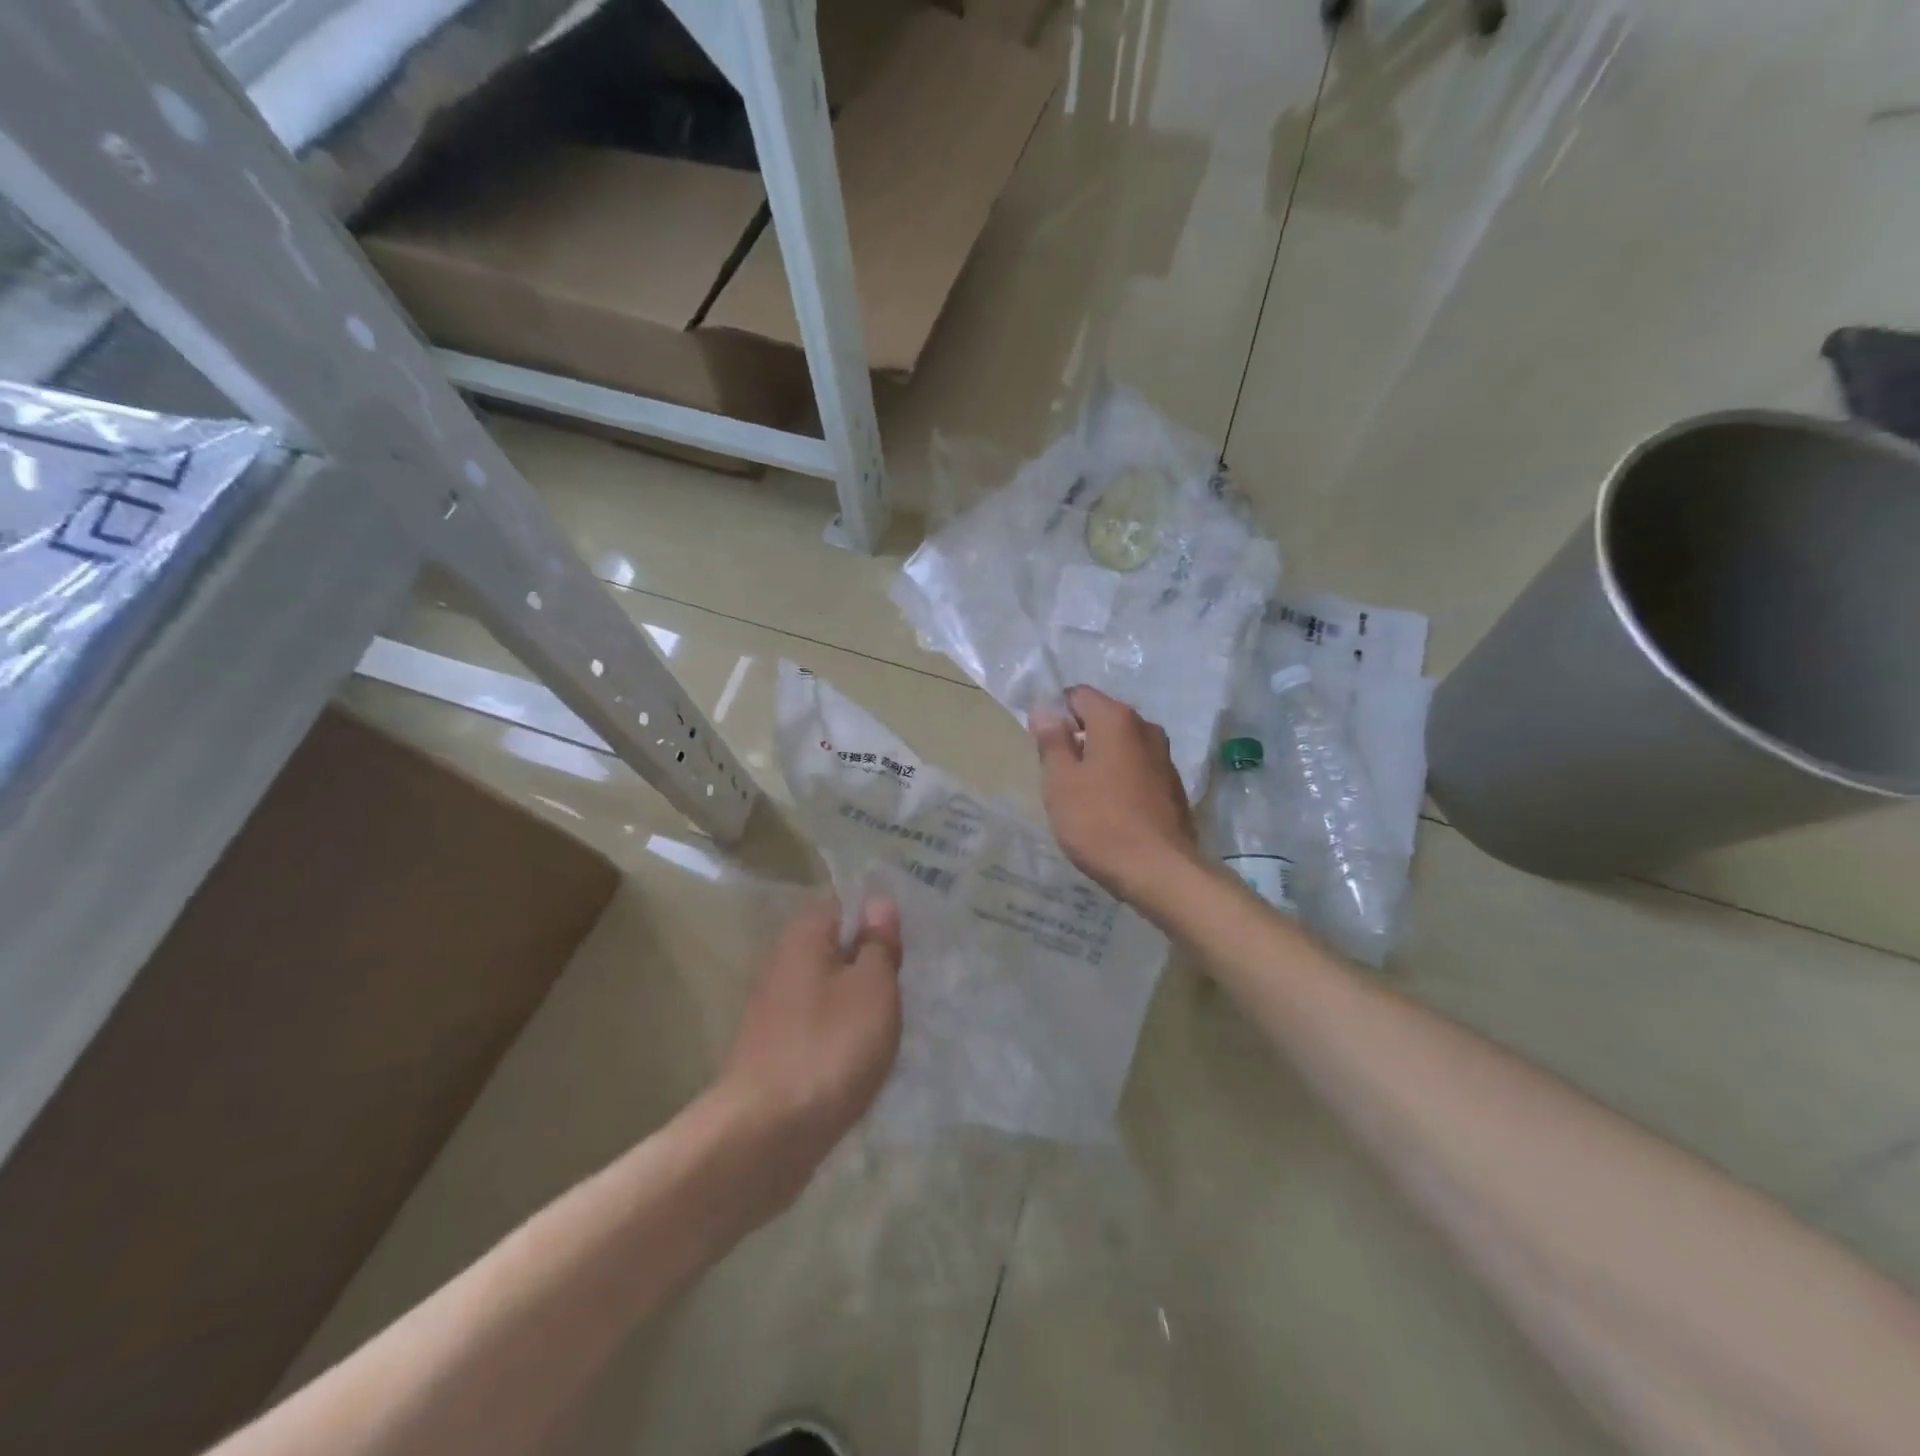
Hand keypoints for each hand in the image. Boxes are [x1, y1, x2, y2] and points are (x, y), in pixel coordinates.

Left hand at [716, 895, 902, 1200]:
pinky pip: (820, 1028)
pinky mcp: (776, 1052)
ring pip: (831, 992)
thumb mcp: (873, 987)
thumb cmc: (829, 1047)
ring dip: (861, 1005)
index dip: (879, 919)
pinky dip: (843, 1038)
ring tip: (895, 1024)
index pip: (845, 905)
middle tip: (909, 985)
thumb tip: (878, 904)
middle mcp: (783, 964)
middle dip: (873, 966)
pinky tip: (865, 1060)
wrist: (765, 1135)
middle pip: (838, 950)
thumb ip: (878, 944)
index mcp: (804, 937)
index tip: (909, 944)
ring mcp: (775, 1011)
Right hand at [1033, 686, 1199, 904]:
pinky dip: (1121, 778)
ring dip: (1101, 759)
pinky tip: (1111, 810)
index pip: (1078, 695)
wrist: (1160, 871)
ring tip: (1084, 795)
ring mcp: (1164, 757)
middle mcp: (1145, 728)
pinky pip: (1138, 768)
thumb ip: (1051, 741)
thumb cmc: (1099, 823)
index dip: (1056, 714)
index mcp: (1116, 719)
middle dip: (1078, 738)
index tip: (1044, 746)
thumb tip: (1045, 710)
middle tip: (1060, 775)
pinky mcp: (1173, 785)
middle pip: (1102, 718)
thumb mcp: (1061, 782)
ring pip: (1121, 745)